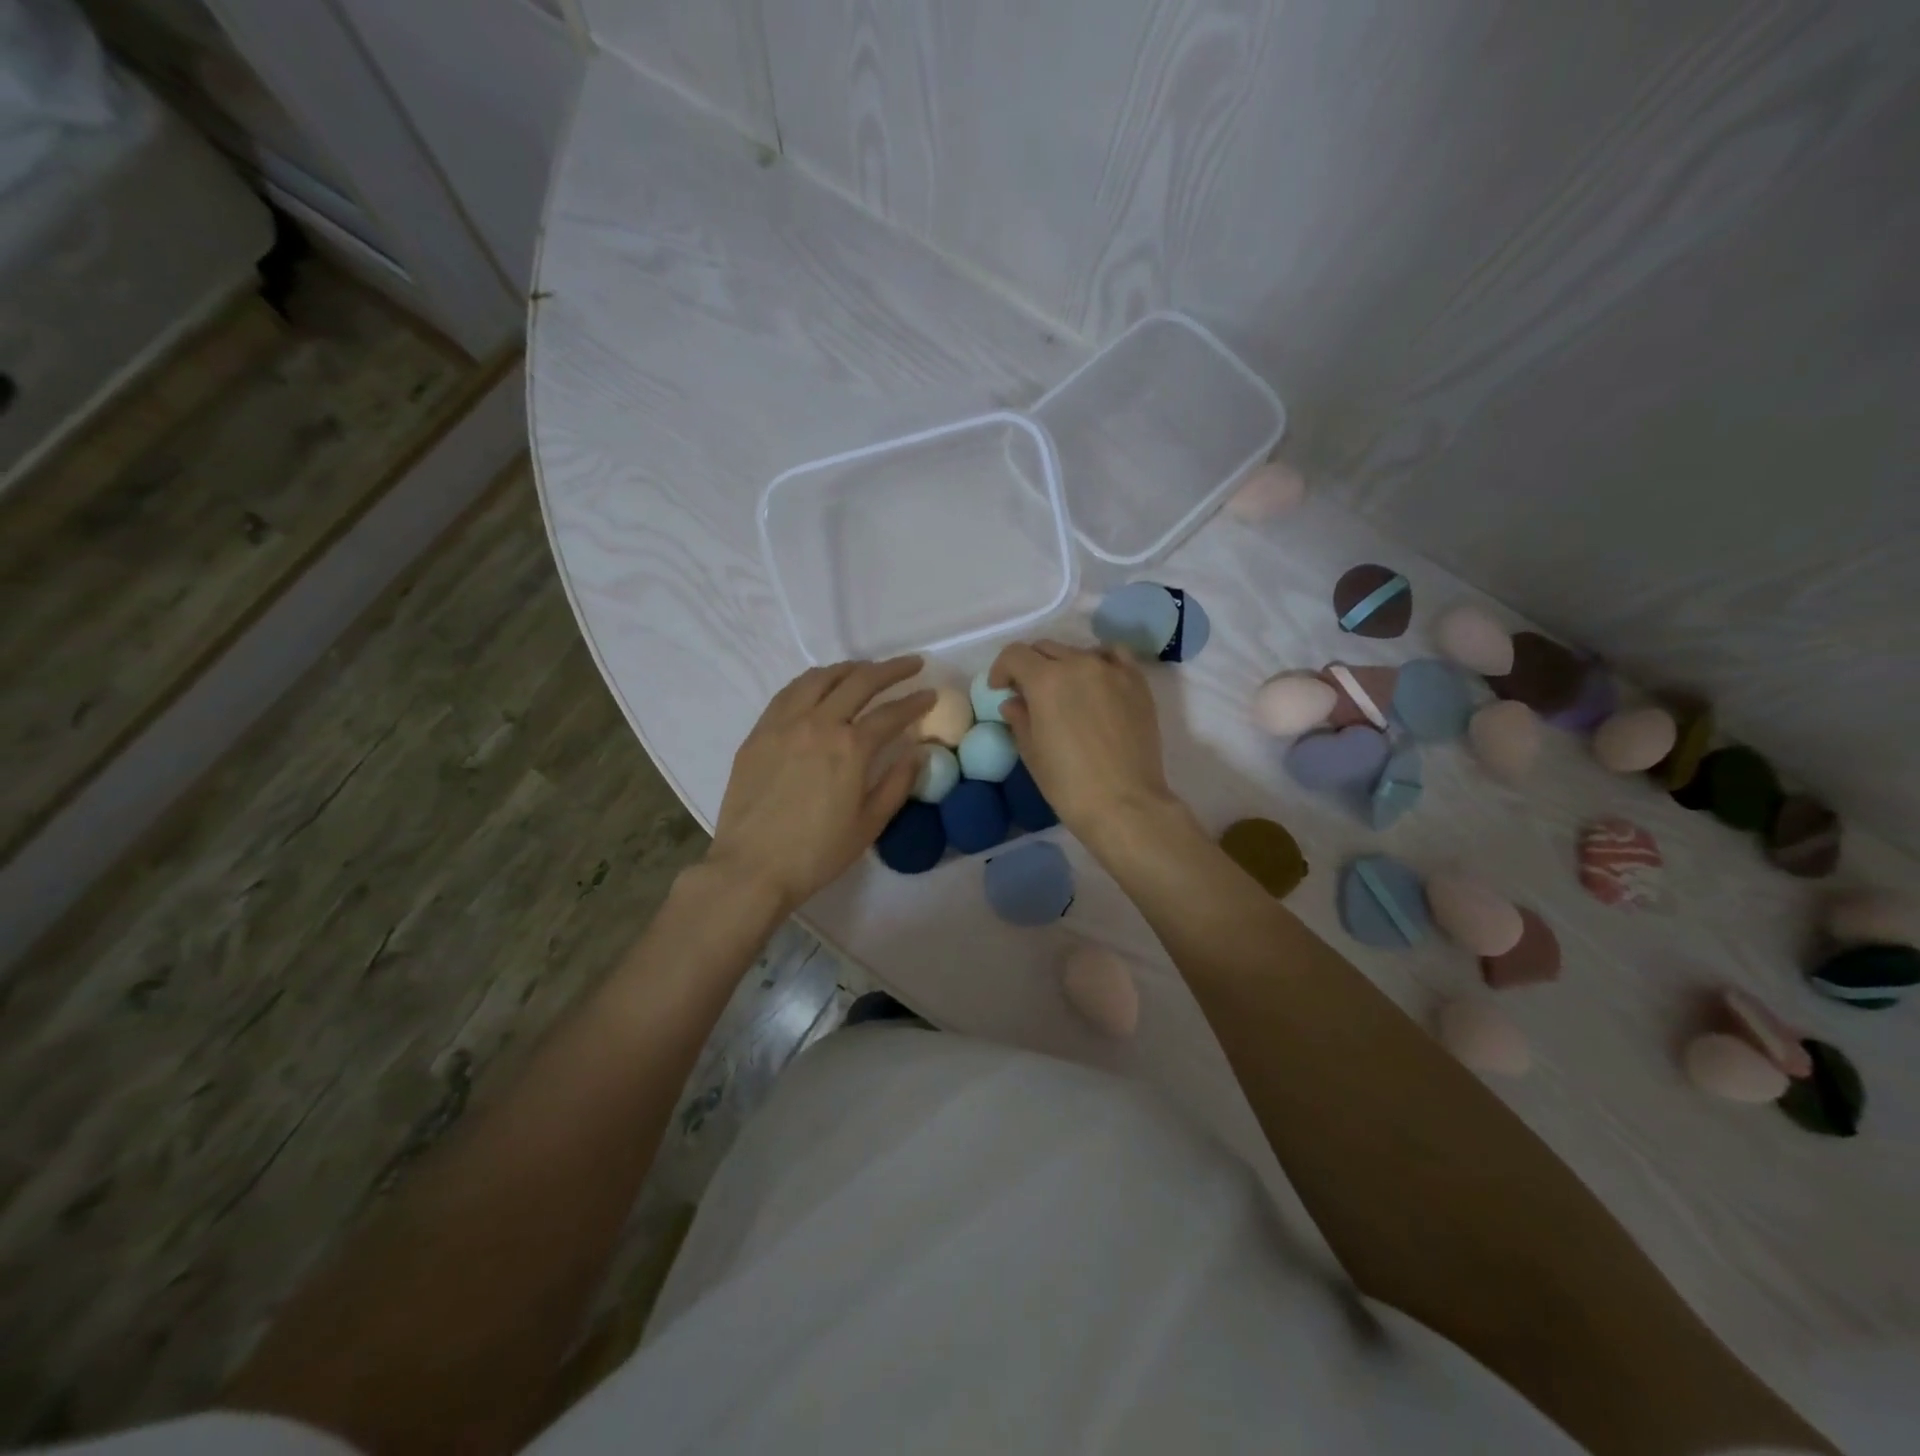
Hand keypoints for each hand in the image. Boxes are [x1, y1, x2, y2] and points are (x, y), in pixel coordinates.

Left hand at [708, 658, 933, 912]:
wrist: (752, 867)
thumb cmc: (817, 853)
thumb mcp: (869, 824)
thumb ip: (897, 783)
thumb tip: (918, 753)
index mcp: (851, 748)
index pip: (891, 713)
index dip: (916, 701)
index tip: (931, 693)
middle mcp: (819, 724)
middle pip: (859, 681)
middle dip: (890, 669)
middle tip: (911, 664)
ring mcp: (784, 723)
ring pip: (820, 678)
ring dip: (849, 668)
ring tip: (865, 669)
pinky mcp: (759, 732)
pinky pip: (789, 692)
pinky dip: (813, 681)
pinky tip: (821, 685)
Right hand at [988, 641, 1178, 846]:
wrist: (1125, 804)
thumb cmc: (1069, 784)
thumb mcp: (1032, 753)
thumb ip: (1019, 719)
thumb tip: (1014, 702)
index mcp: (1046, 680)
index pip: (1015, 655)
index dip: (1002, 669)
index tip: (1000, 689)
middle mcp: (1079, 664)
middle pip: (1046, 648)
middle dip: (1030, 666)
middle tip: (1028, 693)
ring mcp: (1112, 670)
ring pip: (1079, 651)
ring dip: (1064, 665)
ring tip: (1065, 691)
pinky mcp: (1137, 683)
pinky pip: (1114, 656)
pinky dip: (1099, 661)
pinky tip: (1097, 682)